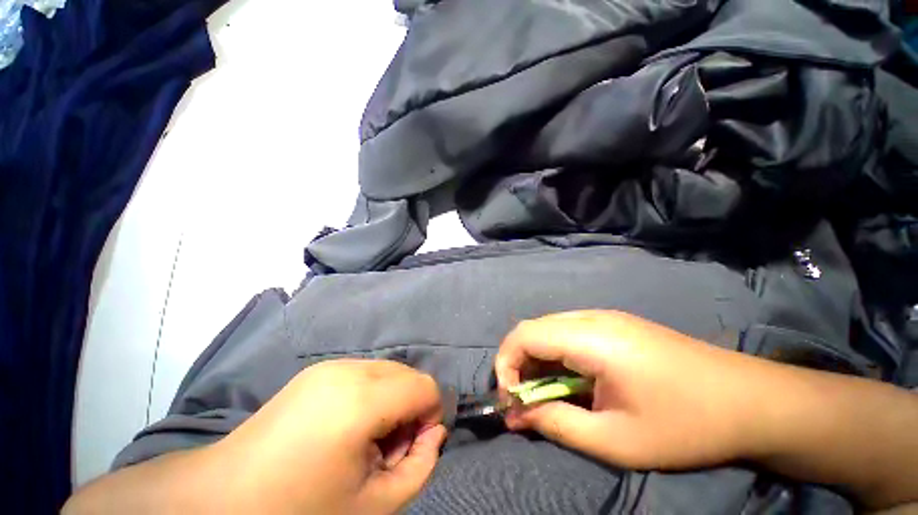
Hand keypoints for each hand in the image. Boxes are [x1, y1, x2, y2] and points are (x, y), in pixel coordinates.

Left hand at [214, 359, 446, 513]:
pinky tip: (348, 424)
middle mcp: (350, 370)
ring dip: (393, 399)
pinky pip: (366, 372)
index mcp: (361, 400)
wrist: (224, 497)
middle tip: (389, 447)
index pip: (425, 386)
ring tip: (368, 437)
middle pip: (408, 374)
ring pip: (389, 371)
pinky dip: (373, 393)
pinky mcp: (319, 369)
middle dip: (412, 407)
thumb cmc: (301, 510)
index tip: (414, 445)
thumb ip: (419, 466)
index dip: (431, 415)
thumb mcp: (374, 506)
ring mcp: (332, 365)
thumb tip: (433, 432)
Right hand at [495, 310, 756, 470]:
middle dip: (518, 362)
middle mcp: (591, 317)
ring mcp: (604, 316)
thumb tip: (514, 416)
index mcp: (591, 338)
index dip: (506, 363)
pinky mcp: (614, 322)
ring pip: (548, 328)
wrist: (750, 400)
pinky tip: (574, 377)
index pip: (524, 335)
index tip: (511, 399)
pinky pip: (567, 330)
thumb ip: (556, 424)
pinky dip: (556, 352)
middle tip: (526, 399)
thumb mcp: (616, 440)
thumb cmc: (685, 426)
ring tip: (549, 392)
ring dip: (537, 357)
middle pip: (532, 328)